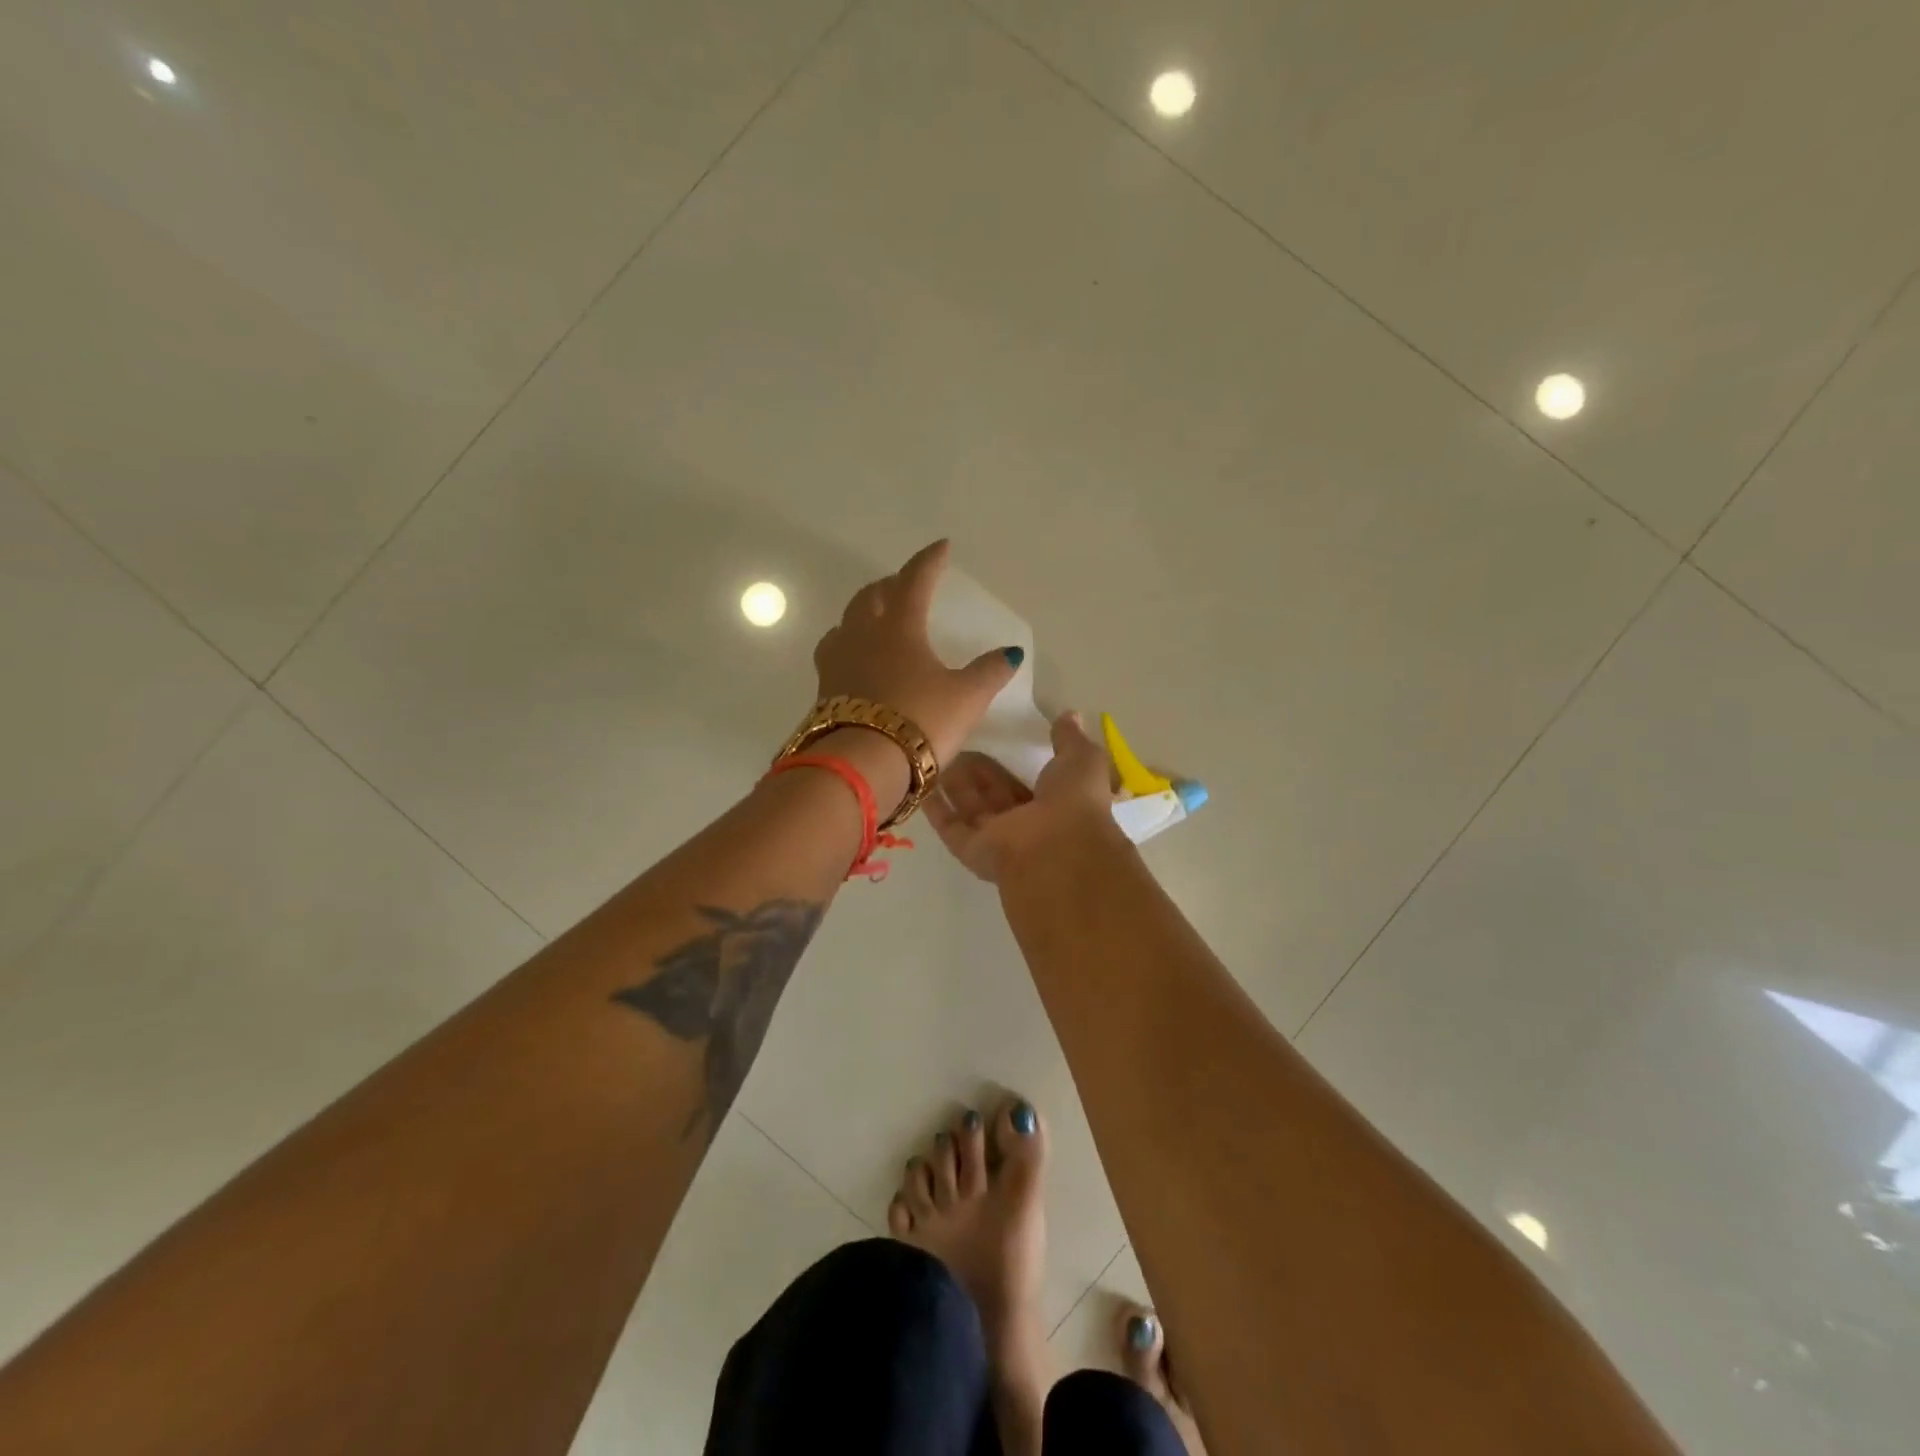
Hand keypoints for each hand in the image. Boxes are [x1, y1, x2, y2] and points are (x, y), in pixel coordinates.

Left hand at [813, 540, 1022, 768]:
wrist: (862, 764)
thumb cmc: (920, 721)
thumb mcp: (966, 698)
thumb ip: (989, 672)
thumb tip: (1010, 653)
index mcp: (899, 627)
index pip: (915, 580)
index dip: (929, 561)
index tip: (941, 547)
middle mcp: (862, 635)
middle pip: (872, 596)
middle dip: (890, 585)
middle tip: (905, 585)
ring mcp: (837, 661)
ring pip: (846, 621)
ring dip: (863, 612)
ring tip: (877, 618)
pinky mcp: (824, 689)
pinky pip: (835, 652)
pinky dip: (848, 644)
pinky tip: (856, 660)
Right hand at [924, 712, 1117, 882]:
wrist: (1057, 849)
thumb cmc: (1073, 802)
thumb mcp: (1081, 759)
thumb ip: (1070, 739)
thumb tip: (1070, 715)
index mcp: (1052, 806)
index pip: (1024, 783)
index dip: (1007, 764)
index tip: (991, 740)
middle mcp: (1023, 825)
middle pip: (992, 795)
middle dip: (975, 773)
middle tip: (955, 744)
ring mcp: (996, 840)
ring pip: (970, 809)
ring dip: (954, 785)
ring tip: (934, 755)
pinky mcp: (970, 850)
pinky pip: (950, 826)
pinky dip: (936, 808)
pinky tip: (921, 783)